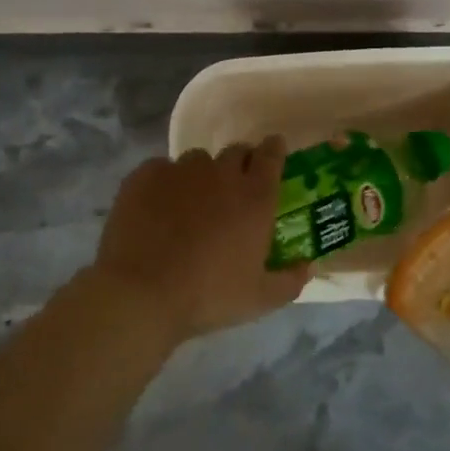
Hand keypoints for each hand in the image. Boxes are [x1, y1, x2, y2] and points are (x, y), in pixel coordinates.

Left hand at [89, 138, 308, 343]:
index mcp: (255, 197)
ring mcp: (180, 171)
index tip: (273, 152)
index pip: (272, 156)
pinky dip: (165, 182)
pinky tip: (157, 208)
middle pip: (236, 152)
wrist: (142, 294)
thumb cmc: (209, 296)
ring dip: (202, 175)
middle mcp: (221, 174)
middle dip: (240, 163)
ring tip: (192, 201)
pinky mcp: (145, 176)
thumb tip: (308, 266)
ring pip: (198, 160)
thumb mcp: (260, 299)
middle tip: (234, 187)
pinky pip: (161, 169)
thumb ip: (291, 280)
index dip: (274, 151)